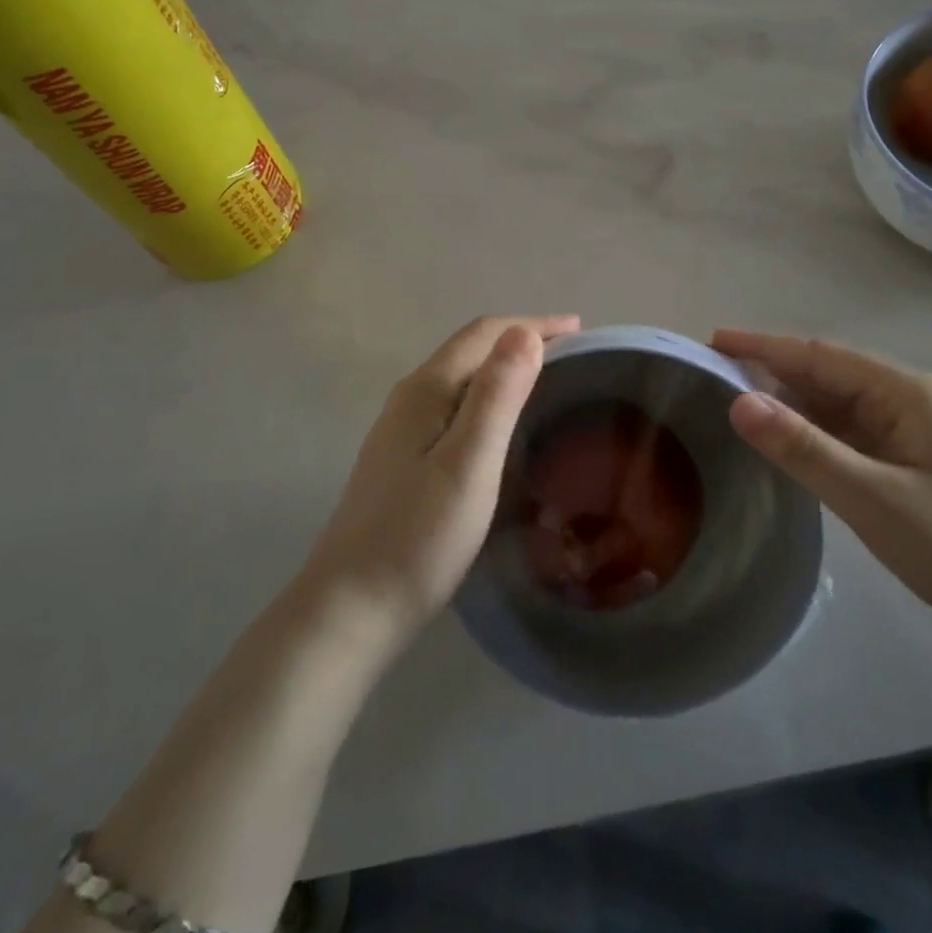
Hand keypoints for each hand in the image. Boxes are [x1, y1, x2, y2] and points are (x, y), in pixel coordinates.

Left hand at [303, 315, 579, 644]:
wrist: (352, 608)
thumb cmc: (419, 537)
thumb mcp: (469, 463)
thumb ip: (497, 395)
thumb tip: (523, 332)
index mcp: (426, 390)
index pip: (484, 333)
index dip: (532, 324)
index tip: (580, 328)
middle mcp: (410, 399)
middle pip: (471, 350)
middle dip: (521, 341)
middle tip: (573, 354)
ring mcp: (401, 430)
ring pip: (462, 380)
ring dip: (505, 369)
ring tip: (548, 381)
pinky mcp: (402, 459)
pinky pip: (455, 407)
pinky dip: (489, 399)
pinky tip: (503, 426)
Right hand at [714, 329, 931, 662]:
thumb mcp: (874, 499)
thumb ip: (803, 448)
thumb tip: (738, 401)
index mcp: (906, 393)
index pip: (820, 356)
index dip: (764, 346)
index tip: (712, 340)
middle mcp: (909, 402)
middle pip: (827, 375)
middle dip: (770, 370)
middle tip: (710, 374)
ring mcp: (912, 434)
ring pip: (837, 406)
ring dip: (789, 402)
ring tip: (734, 403)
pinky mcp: (912, 466)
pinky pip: (849, 436)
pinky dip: (812, 433)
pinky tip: (784, 442)